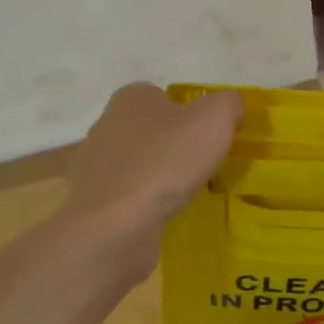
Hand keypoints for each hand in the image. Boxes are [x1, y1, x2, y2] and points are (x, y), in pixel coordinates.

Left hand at [57, 83, 242, 284]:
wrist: (114, 226)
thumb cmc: (166, 162)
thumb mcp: (214, 120)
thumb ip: (229, 104)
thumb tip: (232, 105)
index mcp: (131, 98)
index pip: (165, 96)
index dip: (191, 113)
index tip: (211, 137)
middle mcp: (107, 125)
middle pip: (152, 129)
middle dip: (175, 145)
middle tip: (203, 165)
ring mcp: (94, 166)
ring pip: (138, 163)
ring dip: (159, 175)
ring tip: (185, 194)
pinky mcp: (92, 202)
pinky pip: (126, 196)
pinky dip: (144, 203)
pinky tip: (161, 215)